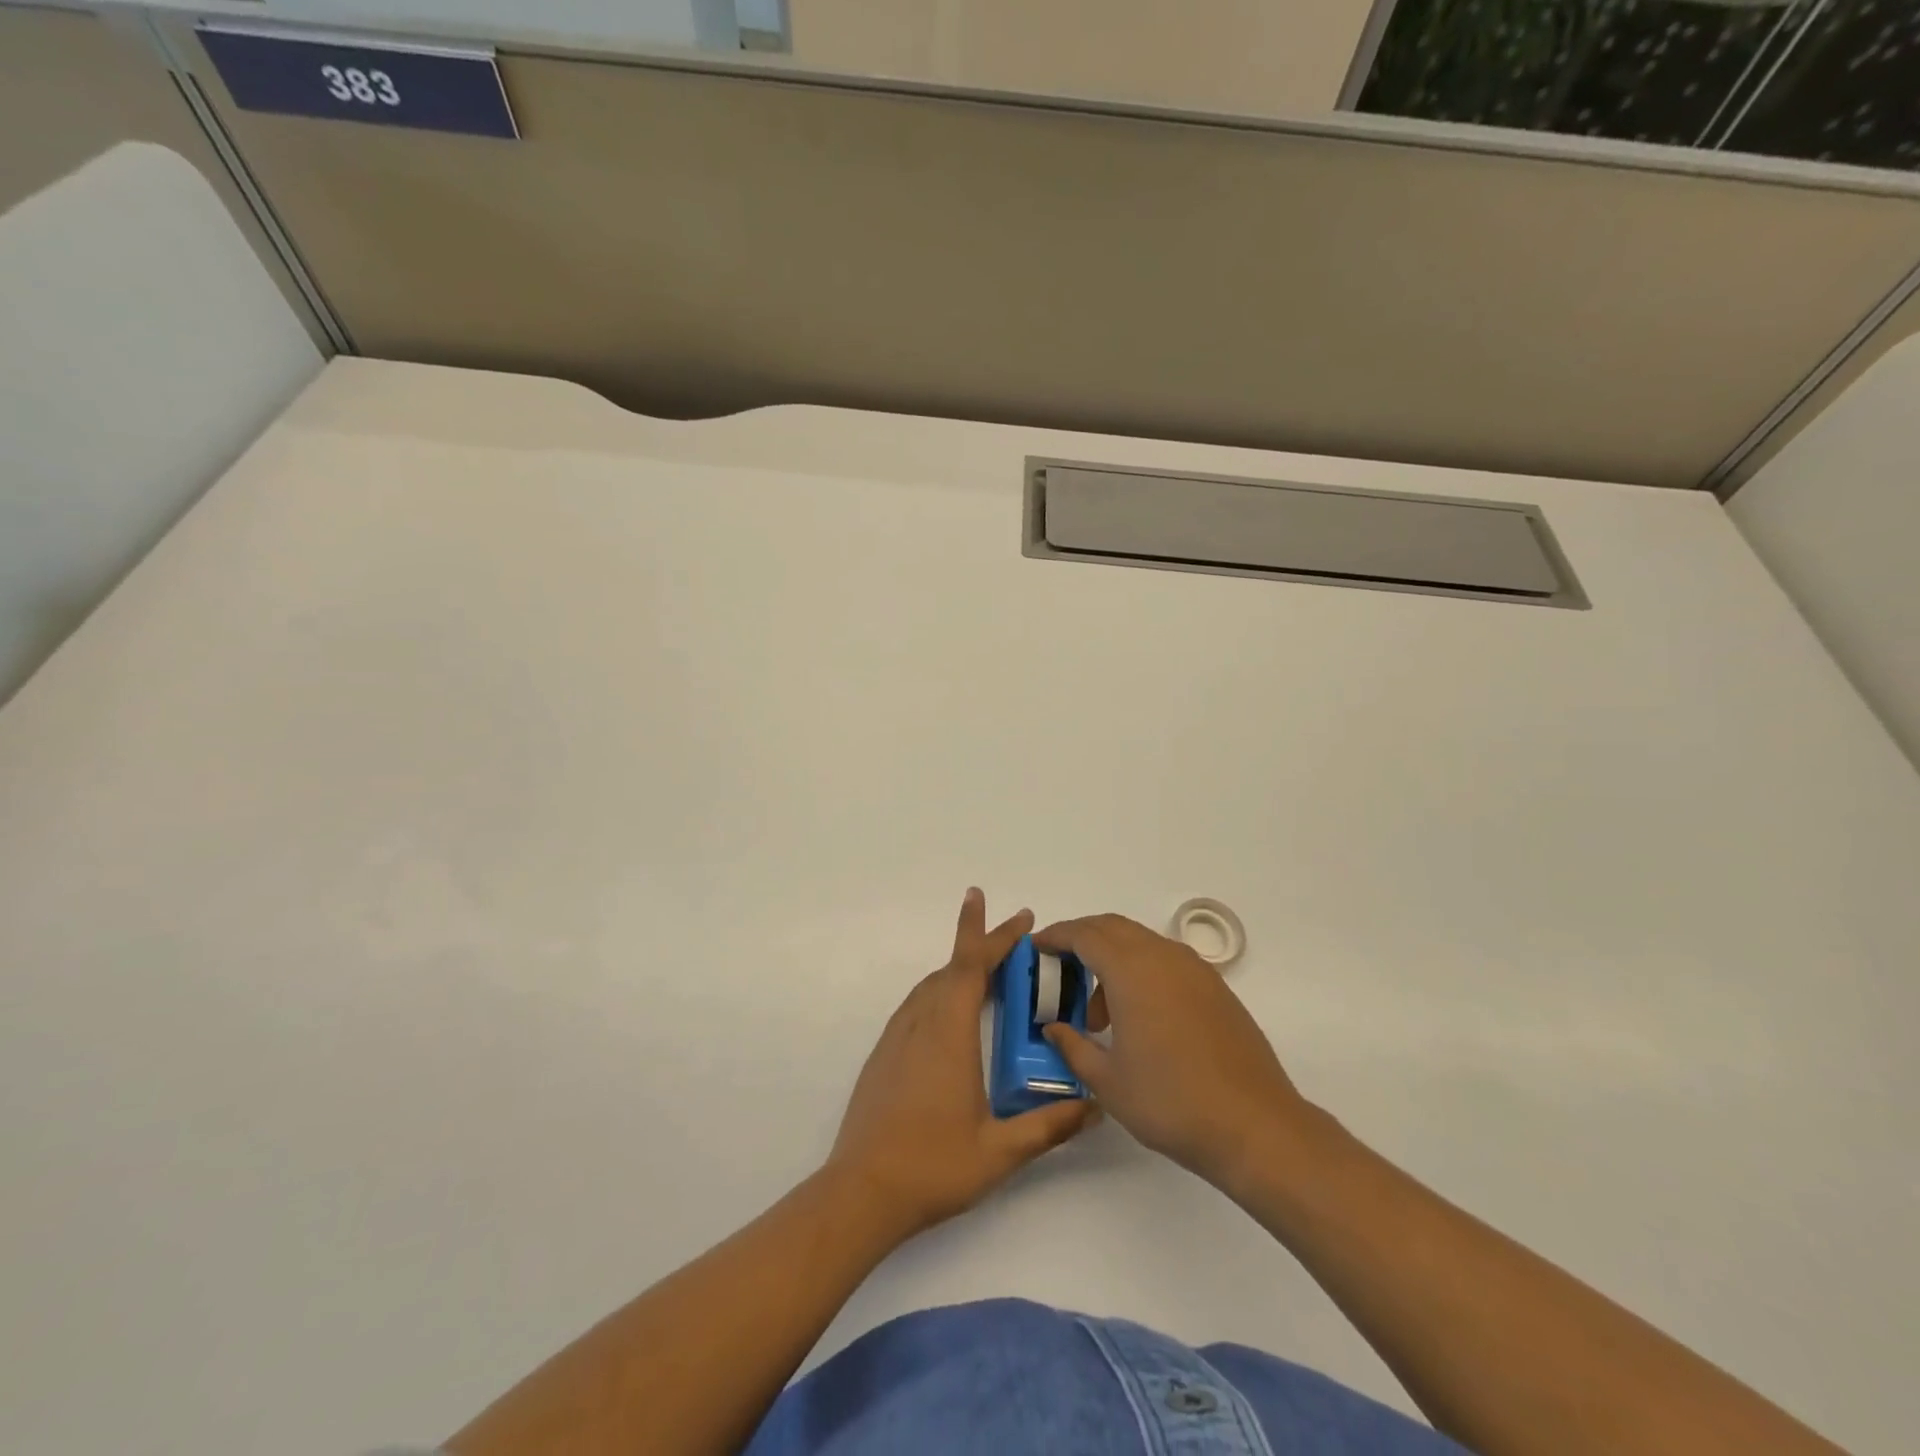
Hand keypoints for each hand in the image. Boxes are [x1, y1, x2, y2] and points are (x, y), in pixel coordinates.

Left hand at [826, 889, 1099, 1239]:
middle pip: (953, 967)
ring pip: (933, 984)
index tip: (1021, 916)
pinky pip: (918, 1004)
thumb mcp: (1000, 1152)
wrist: (861, 1191)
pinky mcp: (884, 1053)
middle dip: (984, 944)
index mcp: (948, 1032)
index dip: (994, 934)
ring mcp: (897, 1036)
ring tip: (992, 972)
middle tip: (1017, 938)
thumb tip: (1094, 1107)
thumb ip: (1049, 1126)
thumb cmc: (932, 1166)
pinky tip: (954, 1014)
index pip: (971, 965)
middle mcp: (921, 1022)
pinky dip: (942, 991)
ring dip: (962, 969)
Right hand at [1037, 913, 1311, 1190]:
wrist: (1255, 1126)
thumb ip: (1073, 1047)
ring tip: (1099, 1012)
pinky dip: (1141, 971)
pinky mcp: (1216, 988)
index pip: (1084, 935)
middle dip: (1081, 940)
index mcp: (1131, 970)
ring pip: (1141, 942)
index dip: (1055, 937)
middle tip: (1059, 969)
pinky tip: (1138, 1016)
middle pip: (1112, 928)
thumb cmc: (1171, 1102)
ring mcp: (1195, 969)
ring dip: (1112, 959)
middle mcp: (1163, 956)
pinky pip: (1166, 961)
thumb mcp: (1108, 1081)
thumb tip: (1054, 1029)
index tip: (1035, 948)